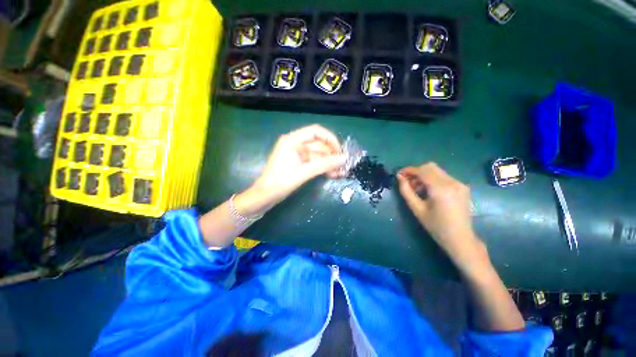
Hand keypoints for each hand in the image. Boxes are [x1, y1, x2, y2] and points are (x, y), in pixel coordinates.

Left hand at [236, 125, 345, 215]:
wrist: (264, 197)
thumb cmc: (279, 183)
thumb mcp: (302, 173)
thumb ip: (323, 164)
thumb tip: (344, 158)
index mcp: (292, 140)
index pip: (316, 131)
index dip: (330, 139)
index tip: (340, 151)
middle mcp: (295, 144)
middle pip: (319, 144)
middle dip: (332, 155)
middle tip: (343, 166)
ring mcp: (297, 154)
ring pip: (318, 155)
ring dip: (329, 163)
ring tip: (341, 173)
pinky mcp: (299, 163)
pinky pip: (314, 162)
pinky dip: (323, 168)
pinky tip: (332, 175)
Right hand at [397, 163, 483, 267]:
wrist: (460, 238)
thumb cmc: (436, 226)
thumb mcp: (417, 209)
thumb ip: (406, 191)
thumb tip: (399, 177)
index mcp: (441, 189)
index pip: (422, 170)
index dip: (408, 170)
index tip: (399, 174)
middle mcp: (452, 182)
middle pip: (430, 167)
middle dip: (416, 172)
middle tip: (407, 182)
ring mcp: (459, 183)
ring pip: (437, 171)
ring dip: (424, 175)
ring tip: (417, 189)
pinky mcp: (462, 187)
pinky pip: (444, 177)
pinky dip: (433, 179)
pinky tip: (428, 191)